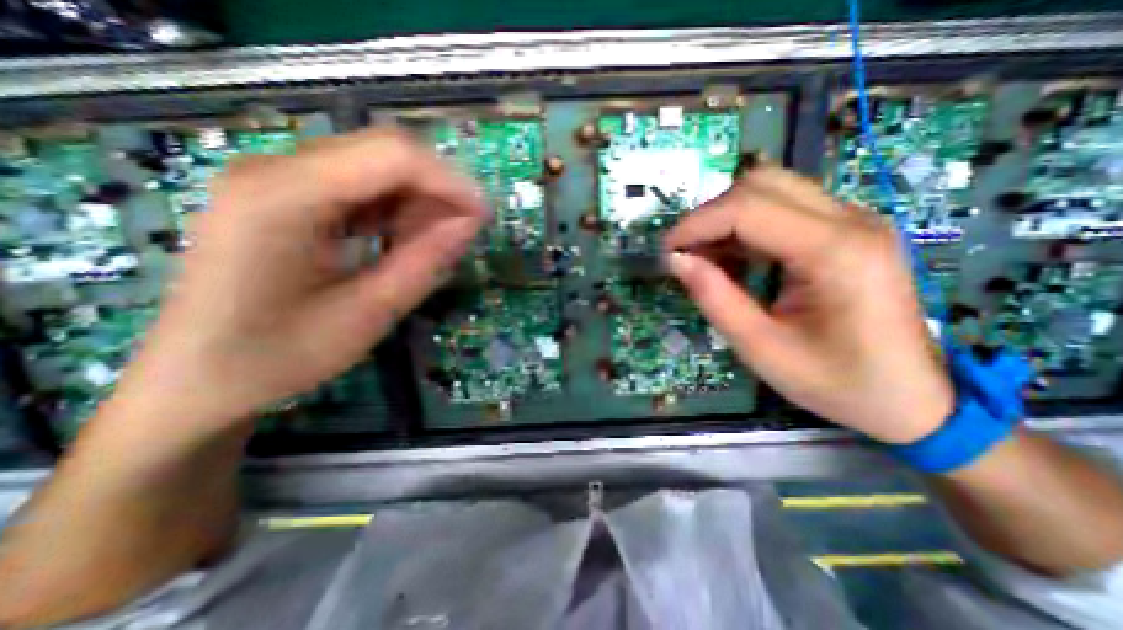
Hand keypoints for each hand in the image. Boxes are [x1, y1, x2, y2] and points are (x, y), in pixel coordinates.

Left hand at [109, 128, 487, 433]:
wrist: (200, 379)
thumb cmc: (281, 356)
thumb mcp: (369, 313)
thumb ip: (424, 263)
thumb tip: (470, 225)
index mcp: (284, 196)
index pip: (392, 156)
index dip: (450, 182)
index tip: (484, 217)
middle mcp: (275, 169)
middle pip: (384, 153)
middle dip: (437, 190)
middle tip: (464, 233)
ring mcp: (277, 179)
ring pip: (375, 167)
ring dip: (417, 201)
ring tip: (435, 243)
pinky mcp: (285, 197)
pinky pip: (358, 187)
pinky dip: (394, 209)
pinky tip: (402, 241)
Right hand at [665, 165, 956, 445]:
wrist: (913, 398)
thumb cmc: (836, 382)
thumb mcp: (761, 349)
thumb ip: (715, 299)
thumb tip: (676, 261)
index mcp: (836, 253)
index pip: (748, 209)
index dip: (697, 224)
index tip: (667, 250)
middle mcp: (851, 221)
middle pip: (761, 184)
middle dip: (710, 215)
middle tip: (686, 253)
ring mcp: (853, 220)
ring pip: (771, 188)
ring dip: (726, 217)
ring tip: (706, 257)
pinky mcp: (845, 230)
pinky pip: (783, 208)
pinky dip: (745, 225)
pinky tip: (733, 258)